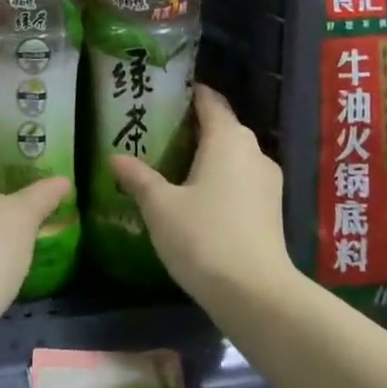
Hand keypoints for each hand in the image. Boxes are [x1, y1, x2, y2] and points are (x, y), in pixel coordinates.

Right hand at [109, 85, 289, 309]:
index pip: (209, 101)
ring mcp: (267, 181)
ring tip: (171, 165)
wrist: (255, 294)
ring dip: (206, 156)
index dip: (188, 93)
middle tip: (156, 132)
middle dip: (192, 127)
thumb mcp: (160, 206)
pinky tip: (195, 197)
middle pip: (222, 127)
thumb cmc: (204, 237)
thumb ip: (138, 178)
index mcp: (228, 139)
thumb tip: (115, 157)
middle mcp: (253, 151)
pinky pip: (240, 179)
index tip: (163, 94)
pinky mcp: (270, 209)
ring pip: (232, 156)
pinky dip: (219, 179)